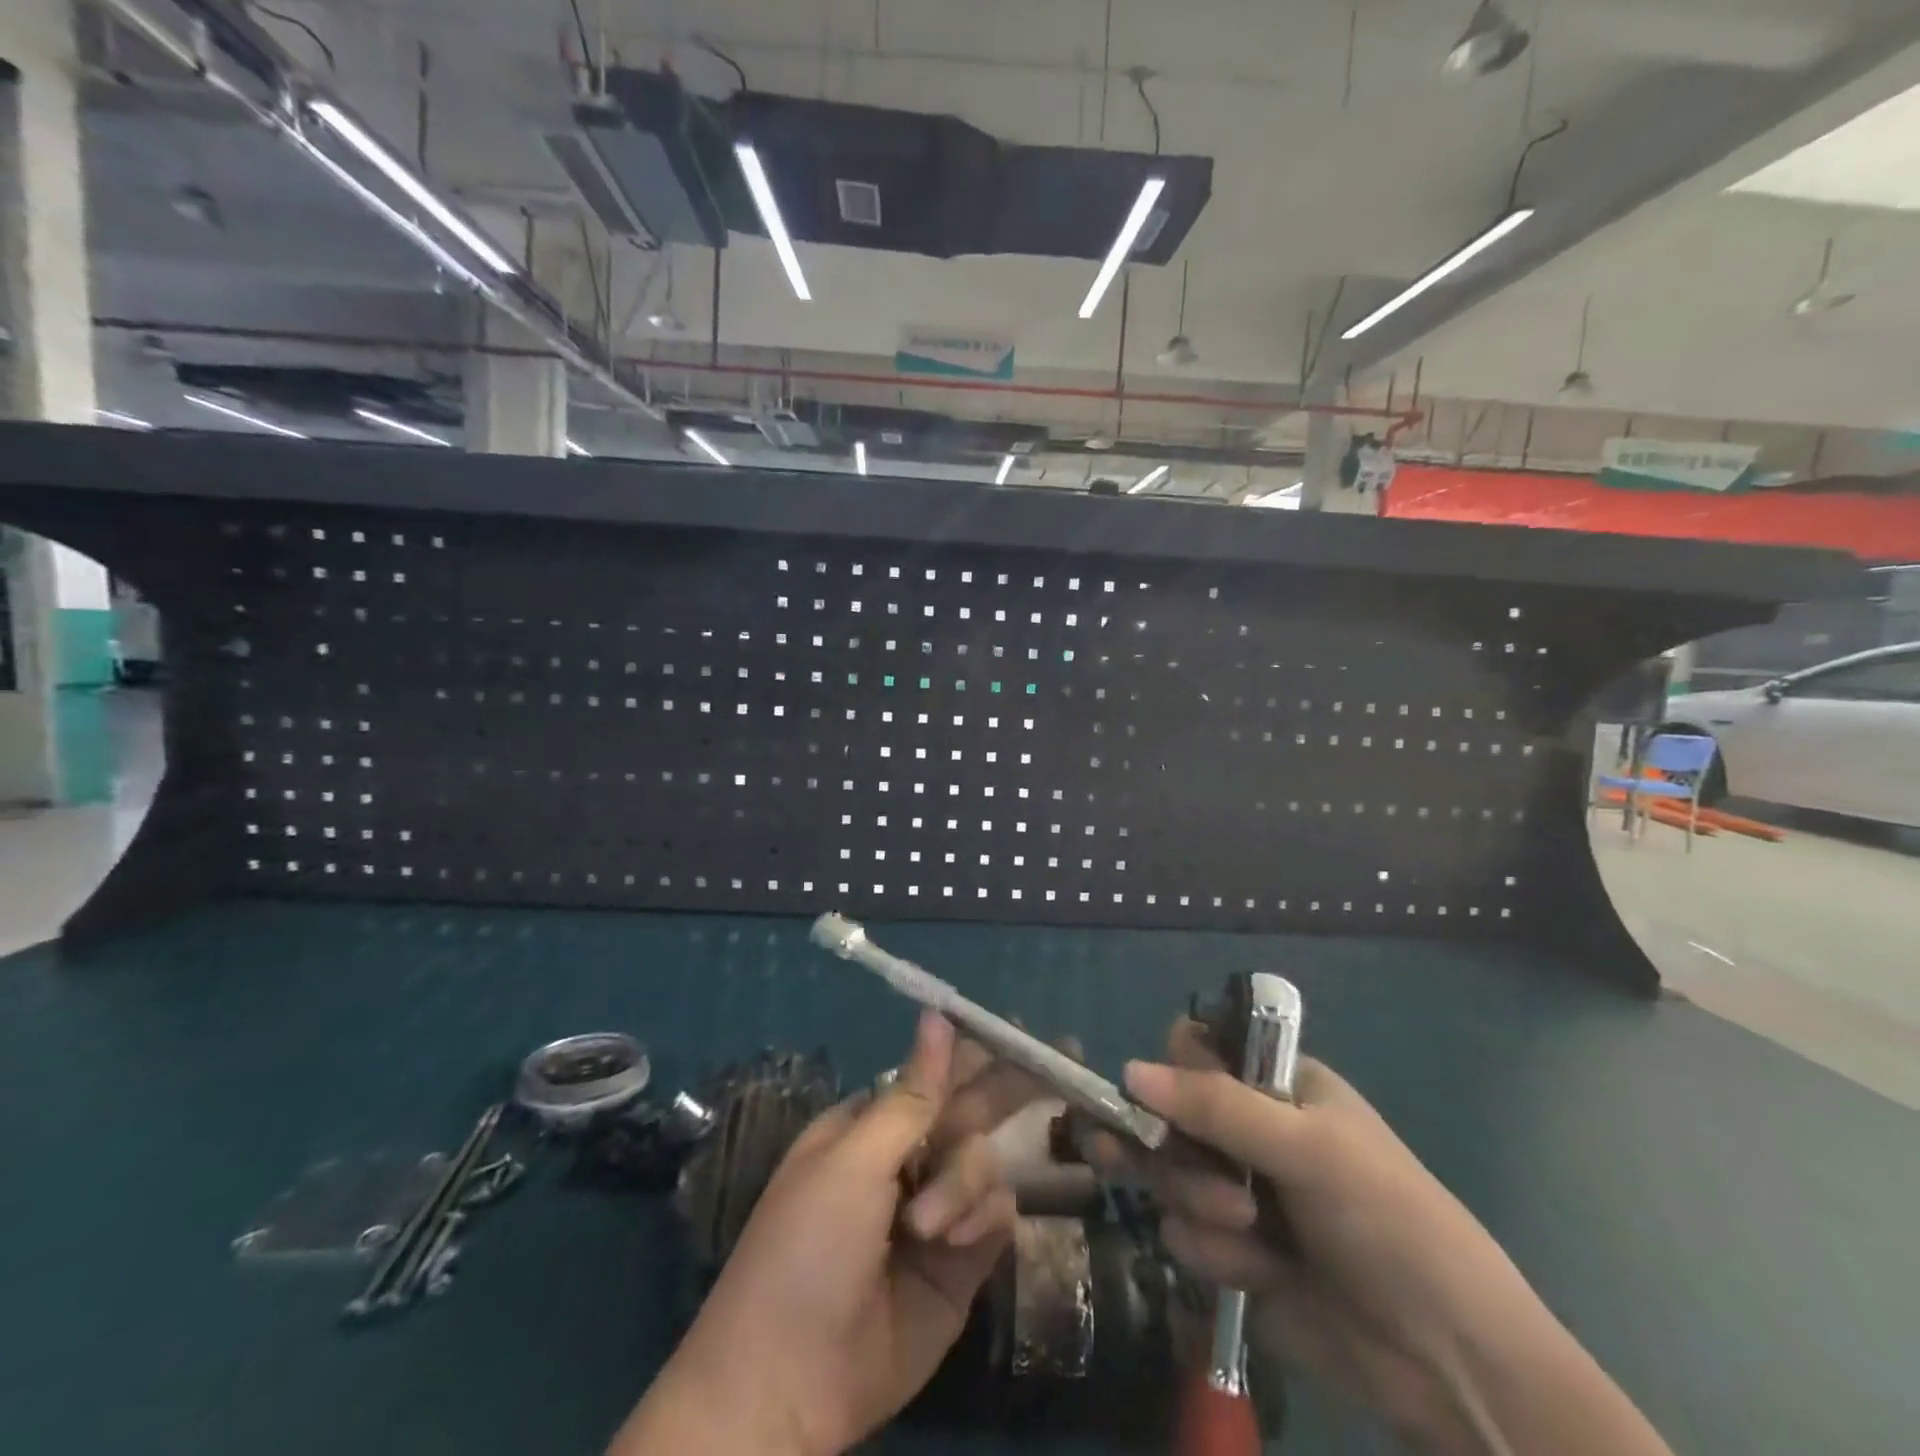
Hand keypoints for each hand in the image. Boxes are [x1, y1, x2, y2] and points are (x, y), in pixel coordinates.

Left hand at [610, 1010, 1038, 1455]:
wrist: (791, 1383)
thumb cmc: (808, 1247)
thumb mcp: (854, 1161)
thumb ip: (912, 1095)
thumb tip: (938, 1015)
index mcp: (873, 1124)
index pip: (936, 1072)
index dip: (976, 1049)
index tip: (1021, 1029)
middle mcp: (909, 1158)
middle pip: (972, 1109)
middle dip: (1009, 1088)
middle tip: (1063, 1061)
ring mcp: (938, 1208)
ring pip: (985, 1161)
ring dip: (963, 1183)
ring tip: (927, 1225)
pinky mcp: (963, 1260)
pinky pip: (995, 1212)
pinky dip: (979, 1219)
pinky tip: (952, 1244)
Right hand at [1092, 1019, 1673, 1455]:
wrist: (1447, 1360)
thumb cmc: (1385, 1219)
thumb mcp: (1306, 1148)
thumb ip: (1215, 1106)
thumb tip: (1127, 1072)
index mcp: (1273, 1086)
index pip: (1194, 1053)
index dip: (1171, 1073)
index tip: (1161, 1100)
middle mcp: (1248, 1130)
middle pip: (1167, 1116)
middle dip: (1165, 1146)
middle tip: (1138, 1159)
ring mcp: (1237, 1192)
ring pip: (1169, 1177)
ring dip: (1198, 1203)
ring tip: (1248, 1230)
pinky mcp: (1232, 1254)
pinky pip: (1184, 1237)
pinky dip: (1216, 1255)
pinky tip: (1261, 1274)